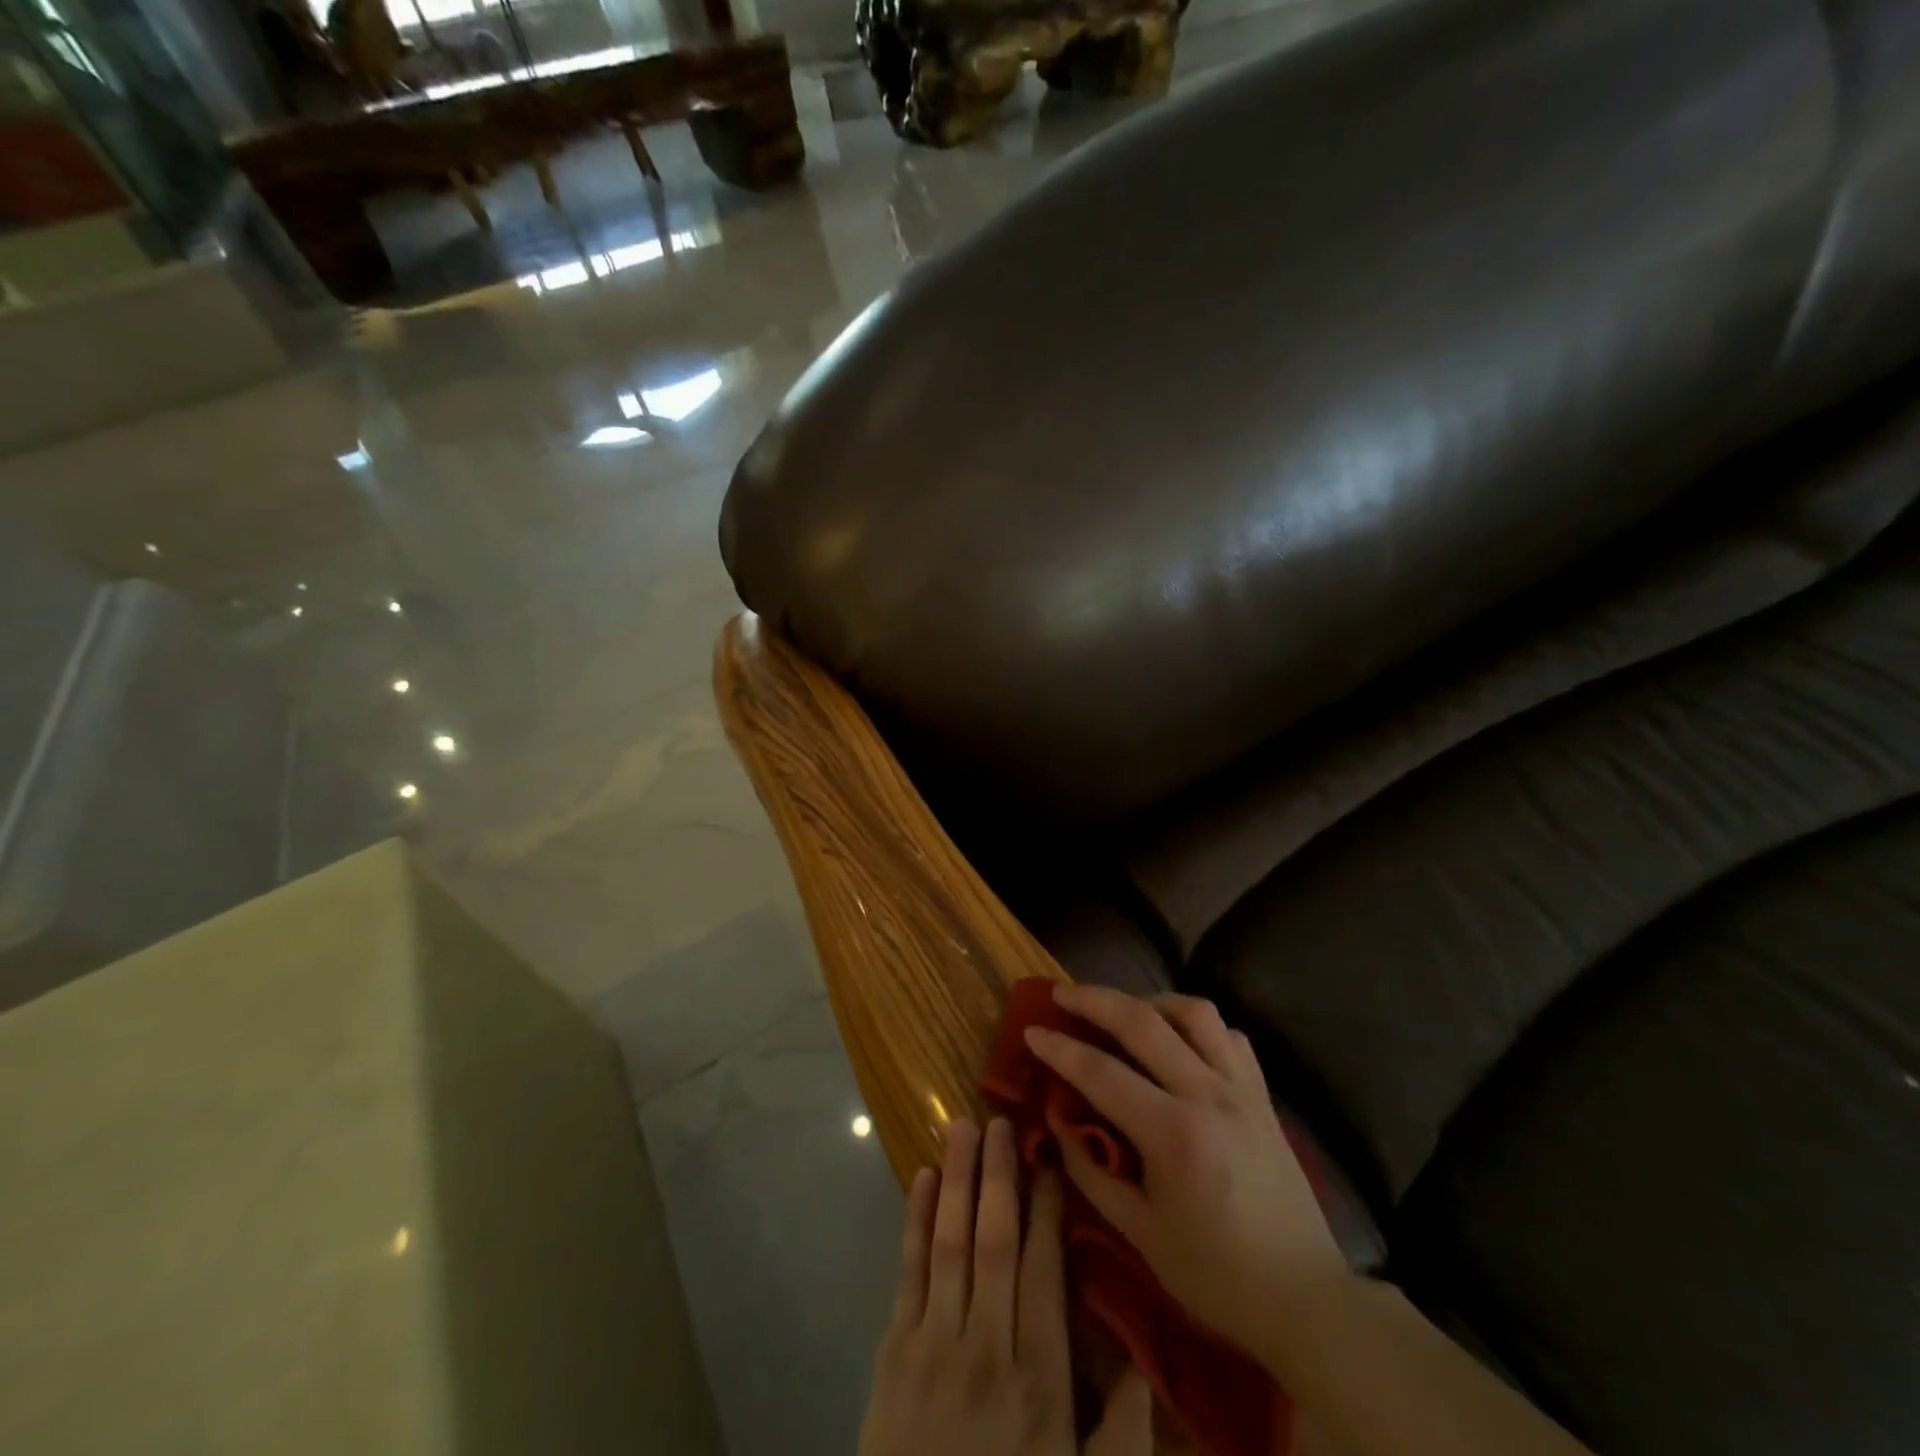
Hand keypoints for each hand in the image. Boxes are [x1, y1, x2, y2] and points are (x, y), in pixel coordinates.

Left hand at [859, 1116, 1154, 1455]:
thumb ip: (1123, 1433)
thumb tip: (1147, 1360)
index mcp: (1039, 1377)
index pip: (1043, 1270)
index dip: (1046, 1209)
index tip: (1048, 1159)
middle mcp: (986, 1346)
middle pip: (995, 1241)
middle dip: (999, 1175)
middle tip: (1001, 1119)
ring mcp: (934, 1343)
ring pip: (950, 1243)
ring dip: (957, 1179)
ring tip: (961, 1126)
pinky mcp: (894, 1351)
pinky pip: (907, 1272)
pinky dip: (913, 1221)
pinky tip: (920, 1178)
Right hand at [1025, 985, 1348, 1356]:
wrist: (1306, 1299)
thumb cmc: (1216, 1275)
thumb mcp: (1140, 1234)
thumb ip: (1092, 1171)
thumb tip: (1058, 1120)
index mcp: (1174, 1134)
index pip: (1102, 1072)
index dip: (1060, 1049)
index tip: (1031, 1031)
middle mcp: (1208, 1094)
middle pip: (1143, 1022)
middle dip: (1094, 1000)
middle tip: (1061, 994)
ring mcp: (1241, 1089)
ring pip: (1193, 1012)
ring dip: (1150, 1002)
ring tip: (1123, 1012)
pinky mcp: (1263, 1094)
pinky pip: (1228, 1035)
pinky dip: (1196, 1025)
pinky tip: (1178, 1040)